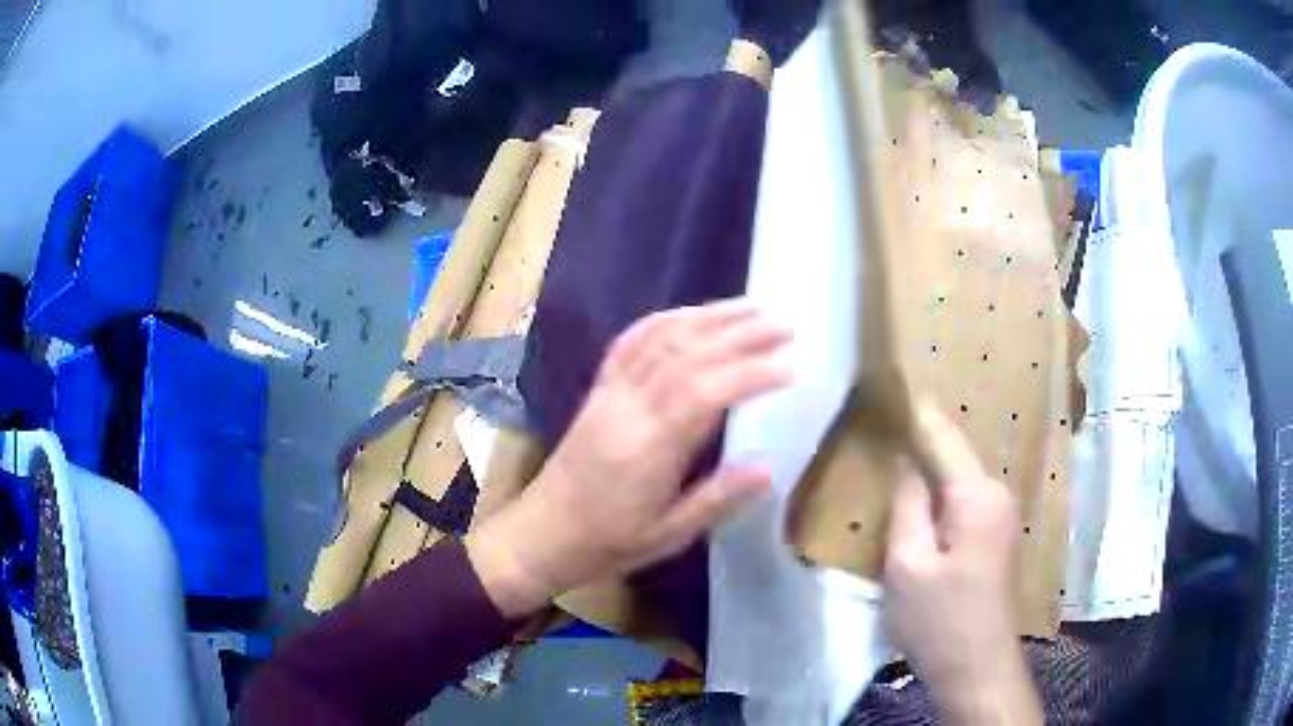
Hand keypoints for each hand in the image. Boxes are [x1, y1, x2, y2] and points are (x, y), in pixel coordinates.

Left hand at [467, 299, 791, 616]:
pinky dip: (663, 320)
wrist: (544, 532)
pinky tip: (690, 314)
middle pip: (689, 354)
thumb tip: (770, 469)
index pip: (706, 392)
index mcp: (650, 447)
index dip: (750, 373)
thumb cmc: (610, 541)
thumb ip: (718, 499)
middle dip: (740, 334)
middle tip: (784, 325)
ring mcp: (611, 392)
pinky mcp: (599, 389)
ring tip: (751, 307)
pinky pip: (629, 343)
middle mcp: (630, 407)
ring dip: (709, 317)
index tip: (790, 367)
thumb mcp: (669, 535)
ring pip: (661, 339)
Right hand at [883, 404, 1041, 724]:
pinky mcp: (995, 537)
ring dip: (928, 469)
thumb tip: (906, 464)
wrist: (978, 668)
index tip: (890, 380)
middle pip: (953, 456)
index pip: (943, 436)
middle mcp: (996, 495)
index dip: (915, 410)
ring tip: (891, 452)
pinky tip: (916, 499)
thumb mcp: (908, 565)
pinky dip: (938, 495)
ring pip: (957, 480)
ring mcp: (1000, 517)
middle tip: (879, 423)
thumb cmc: (940, 620)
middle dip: (919, 439)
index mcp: (977, 496)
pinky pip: (963, 502)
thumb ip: (907, 506)